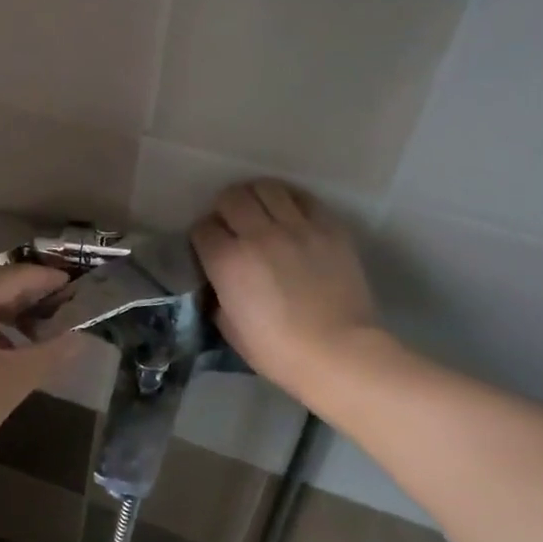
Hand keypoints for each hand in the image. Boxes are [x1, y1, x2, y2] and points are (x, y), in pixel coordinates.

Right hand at [192, 180, 385, 399]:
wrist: (339, 353)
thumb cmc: (279, 351)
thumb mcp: (230, 328)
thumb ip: (218, 296)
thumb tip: (218, 281)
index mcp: (228, 262)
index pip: (203, 228)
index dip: (203, 238)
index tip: (210, 249)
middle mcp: (258, 235)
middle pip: (231, 197)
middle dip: (226, 209)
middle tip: (233, 225)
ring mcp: (296, 227)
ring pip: (266, 187)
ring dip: (257, 198)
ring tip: (261, 212)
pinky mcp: (328, 227)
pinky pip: (304, 198)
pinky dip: (291, 202)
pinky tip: (291, 216)